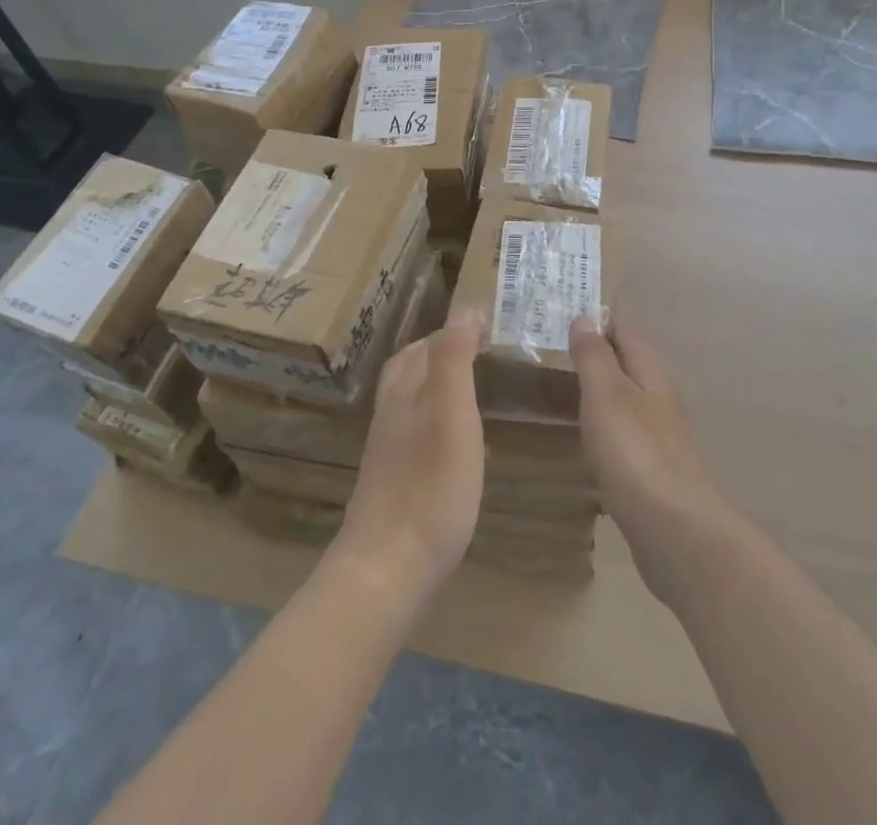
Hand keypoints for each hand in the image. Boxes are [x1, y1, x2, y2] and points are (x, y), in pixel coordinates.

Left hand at [332, 309, 485, 619]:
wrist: (387, 568)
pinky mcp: (393, 480)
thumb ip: (454, 358)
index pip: (427, 344)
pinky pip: (415, 430)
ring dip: (437, 382)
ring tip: (471, 385)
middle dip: (441, 349)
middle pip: (411, 367)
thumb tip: (465, 308)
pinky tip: (455, 438)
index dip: (456, 329)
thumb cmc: (429, 485)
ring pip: (411, 398)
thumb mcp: (450, 412)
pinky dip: (436, 417)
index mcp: (406, 390)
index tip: (490, 321)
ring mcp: (389, 449)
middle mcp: (392, 412)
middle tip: (480, 347)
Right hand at [571, 316, 730, 608]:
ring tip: (566, 381)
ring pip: (628, 397)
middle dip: (599, 348)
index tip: (569, 302)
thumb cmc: (636, 453)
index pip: (625, 329)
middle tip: (556, 340)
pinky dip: (605, 422)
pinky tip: (589, 435)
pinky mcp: (653, 471)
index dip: (600, 315)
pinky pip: (625, 432)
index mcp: (650, 373)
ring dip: (602, 386)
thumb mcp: (607, 396)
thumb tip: (586, 315)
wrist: (676, 532)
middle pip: (629, 361)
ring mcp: (660, 436)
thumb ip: (595, 356)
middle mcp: (659, 398)